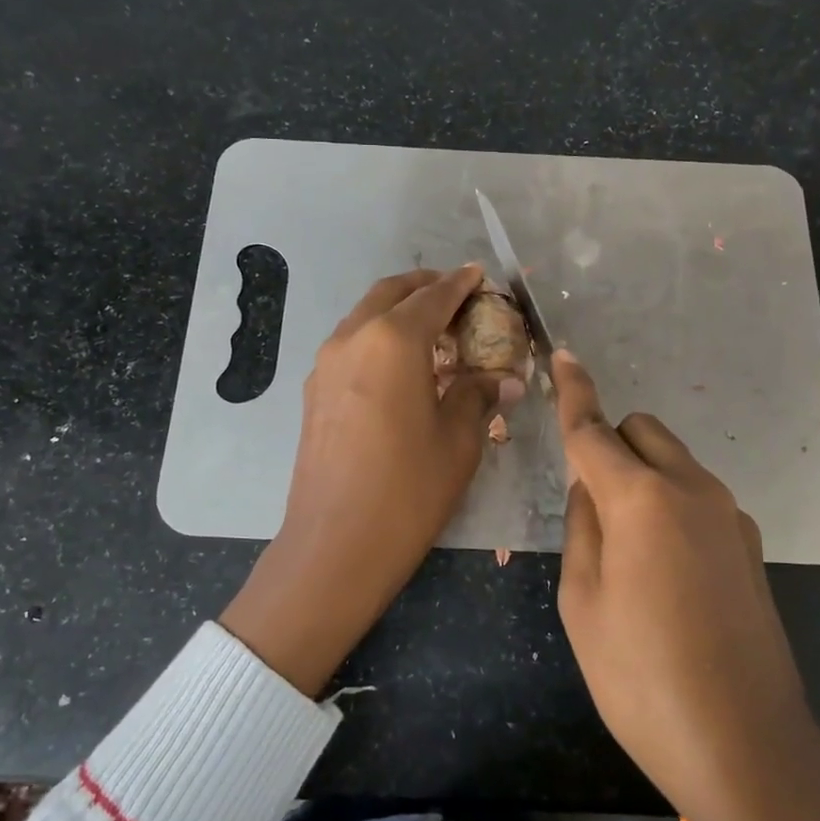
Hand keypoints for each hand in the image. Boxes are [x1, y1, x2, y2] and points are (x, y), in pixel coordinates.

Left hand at [221, 265, 520, 694]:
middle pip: (391, 293)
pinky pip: (351, 344)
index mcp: (393, 340)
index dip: (461, 284)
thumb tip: (505, 378)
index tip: (480, 276)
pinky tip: (401, 367)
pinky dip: (378, 337)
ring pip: (365, 316)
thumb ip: (480, 395)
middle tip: (458, 297)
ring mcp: (326, 363)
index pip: (434, 296)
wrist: (335, 544)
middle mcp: (353, 337)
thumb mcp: (459, 440)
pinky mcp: (314, 390)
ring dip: (398, 311)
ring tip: (433, 332)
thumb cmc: (409, 489)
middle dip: (425, 286)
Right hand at [550, 349, 819, 820]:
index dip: (573, 392)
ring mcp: (729, 515)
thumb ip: (582, 527)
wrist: (744, 745)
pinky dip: (671, 505)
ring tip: (629, 549)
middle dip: (611, 444)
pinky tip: (667, 572)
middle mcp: (691, 490)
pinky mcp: (749, 544)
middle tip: (590, 502)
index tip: (563, 357)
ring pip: (673, 462)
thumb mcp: (582, 602)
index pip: (594, 429)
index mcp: (640, 500)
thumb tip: (591, 488)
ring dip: (643, 476)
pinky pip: (697, 497)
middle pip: (642, 431)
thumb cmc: (641, 678)